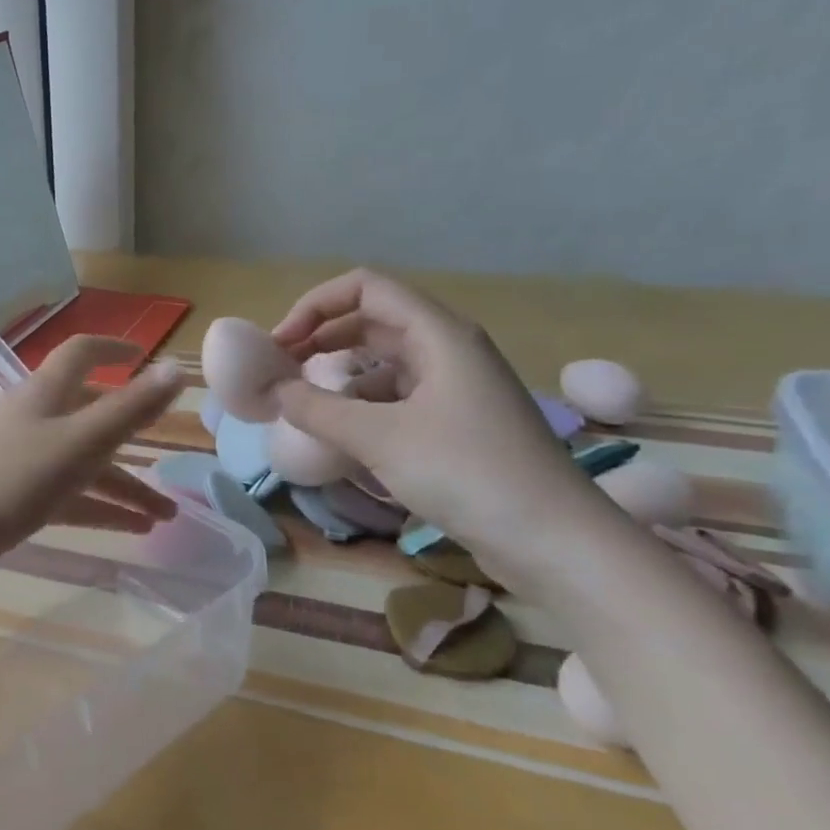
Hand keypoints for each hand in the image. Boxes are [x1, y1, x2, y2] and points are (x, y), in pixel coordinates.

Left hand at [0, 337, 186, 592]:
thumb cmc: (15, 476)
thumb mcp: (81, 441)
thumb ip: (130, 408)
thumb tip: (176, 369)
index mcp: (47, 393)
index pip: (81, 353)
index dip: (113, 350)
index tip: (144, 357)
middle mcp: (36, 417)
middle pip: (92, 417)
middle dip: (133, 439)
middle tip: (171, 459)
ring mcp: (24, 456)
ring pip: (84, 463)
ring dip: (125, 486)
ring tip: (166, 517)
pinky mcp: (17, 493)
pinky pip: (69, 494)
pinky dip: (100, 508)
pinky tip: (134, 529)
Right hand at [270, 269, 595, 559]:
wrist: (557, 542)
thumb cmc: (468, 472)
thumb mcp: (379, 438)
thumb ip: (315, 408)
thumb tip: (272, 390)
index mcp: (438, 334)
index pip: (365, 288)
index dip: (314, 306)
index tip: (280, 344)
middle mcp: (448, 349)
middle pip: (371, 320)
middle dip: (320, 337)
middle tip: (280, 370)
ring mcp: (455, 387)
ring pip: (383, 361)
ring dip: (338, 374)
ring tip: (302, 403)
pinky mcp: (456, 423)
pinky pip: (396, 396)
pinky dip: (360, 405)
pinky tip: (340, 434)